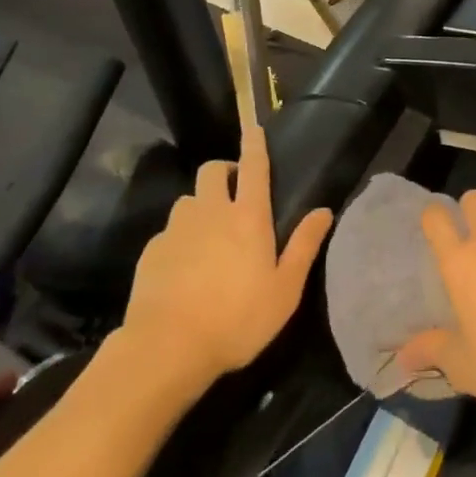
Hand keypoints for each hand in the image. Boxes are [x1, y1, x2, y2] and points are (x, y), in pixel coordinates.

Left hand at [120, 125, 332, 387]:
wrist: (166, 349)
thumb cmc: (237, 319)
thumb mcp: (285, 290)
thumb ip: (304, 246)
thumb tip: (324, 210)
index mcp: (248, 216)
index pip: (254, 166)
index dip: (255, 143)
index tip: (254, 128)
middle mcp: (211, 212)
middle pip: (213, 171)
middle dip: (225, 170)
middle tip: (236, 192)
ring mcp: (176, 230)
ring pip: (188, 200)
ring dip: (201, 205)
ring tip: (209, 233)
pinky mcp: (151, 252)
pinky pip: (169, 232)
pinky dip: (180, 239)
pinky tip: (184, 268)